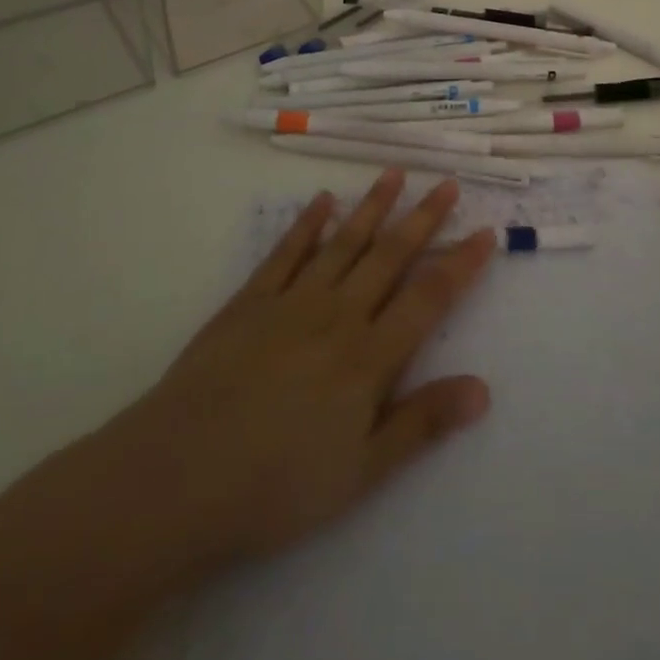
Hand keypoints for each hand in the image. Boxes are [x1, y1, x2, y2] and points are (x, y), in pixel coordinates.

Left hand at [96, 169, 494, 577]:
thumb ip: (422, 424)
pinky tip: (323, 201)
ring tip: (396, 174)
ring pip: (344, 243)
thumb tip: (483, 389)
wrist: (174, 478)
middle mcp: (338, 315)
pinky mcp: (249, 302)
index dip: (461, 264)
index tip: (485, 232)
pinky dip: (308, 224)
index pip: (428, 298)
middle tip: (448, 184)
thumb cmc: (275, 486)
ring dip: (373, 207)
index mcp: (369, 356)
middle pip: (390, 256)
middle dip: (424, 219)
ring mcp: (291, 302)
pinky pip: (286, 252)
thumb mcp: (360, 472)